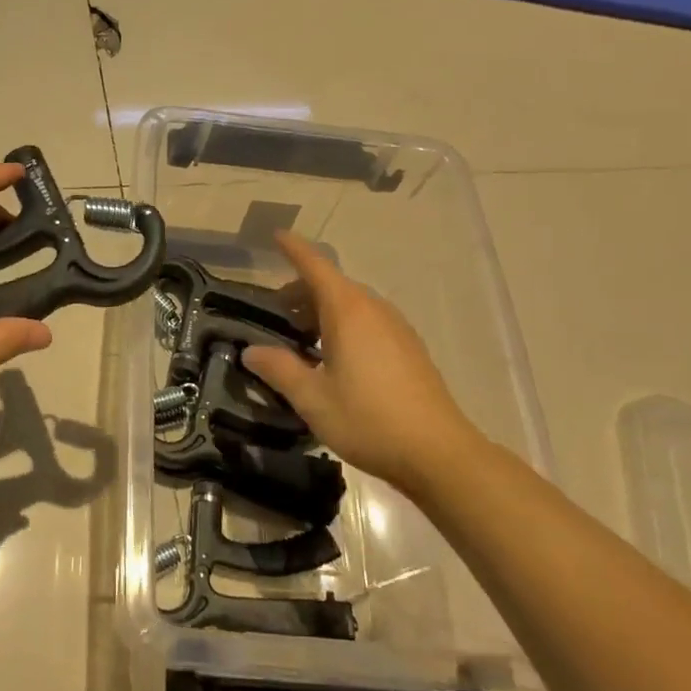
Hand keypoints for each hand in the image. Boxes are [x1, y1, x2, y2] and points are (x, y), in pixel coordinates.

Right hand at [241, 230, 483, 494]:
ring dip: (323, 310)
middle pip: (332, 285)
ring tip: (301, 338)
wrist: (439, 454)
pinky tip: (335, 358)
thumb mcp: (312, 398)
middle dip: (302, 290)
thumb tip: (251, 351)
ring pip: (352, 304)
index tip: (276, 236)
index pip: (315, 266)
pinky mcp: (409, 349)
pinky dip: (344, 325)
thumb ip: (279, 369)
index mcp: (348, 311)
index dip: (294, 250)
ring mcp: (396, 328)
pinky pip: (368, 321)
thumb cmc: (369, 419)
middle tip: (276, 312)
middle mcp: (374, 309)